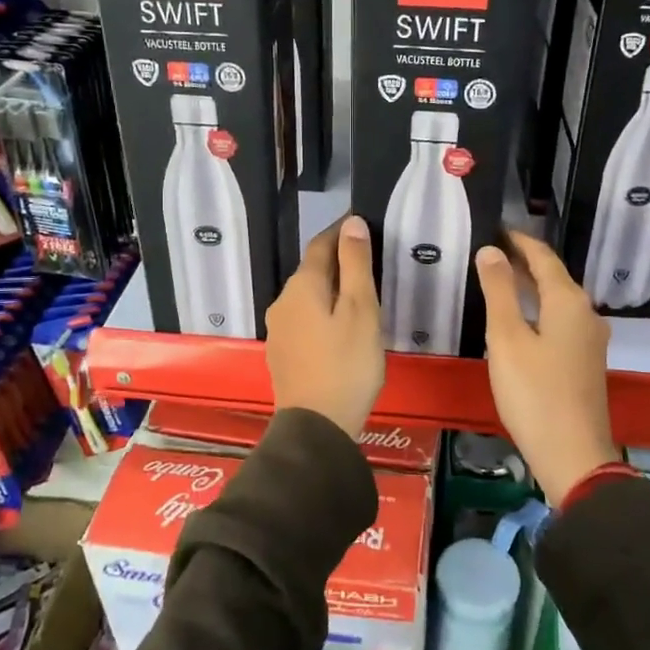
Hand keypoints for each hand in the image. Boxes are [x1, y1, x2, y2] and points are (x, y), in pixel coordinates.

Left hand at [265, 215, 385, 438]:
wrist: (316, 426)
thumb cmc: (346, 364)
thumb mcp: (361, 310)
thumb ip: (355, 265)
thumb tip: (350, 222)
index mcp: (302, 286)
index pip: (321, 244)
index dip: (341, 231)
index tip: (363, 223)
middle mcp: (282, 302)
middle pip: (312, 270)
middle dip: (337, 261)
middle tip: (370, 261)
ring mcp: (279, 329)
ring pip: (307, 296)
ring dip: (330, 289)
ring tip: (359, 295)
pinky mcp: (282, 353)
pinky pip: (304, 319)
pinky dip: (322, 312)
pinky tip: (340, 327)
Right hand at [475, 230, 618, 503]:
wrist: (573, 454)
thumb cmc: (534, 393)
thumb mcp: (507, 338)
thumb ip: (499, 291)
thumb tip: (491, 251)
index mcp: (568, 302)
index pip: (543, 258)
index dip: (520, 242)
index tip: (497, 229)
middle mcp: (586, 315)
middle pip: (554, 278)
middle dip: (524, 263)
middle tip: (492, 252)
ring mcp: (589, 341)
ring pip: (558, 301)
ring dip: (531, 288)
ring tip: (501, 281)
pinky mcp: (585, 363)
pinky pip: (560, 322)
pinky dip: (539, 311)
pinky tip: (520, 322)